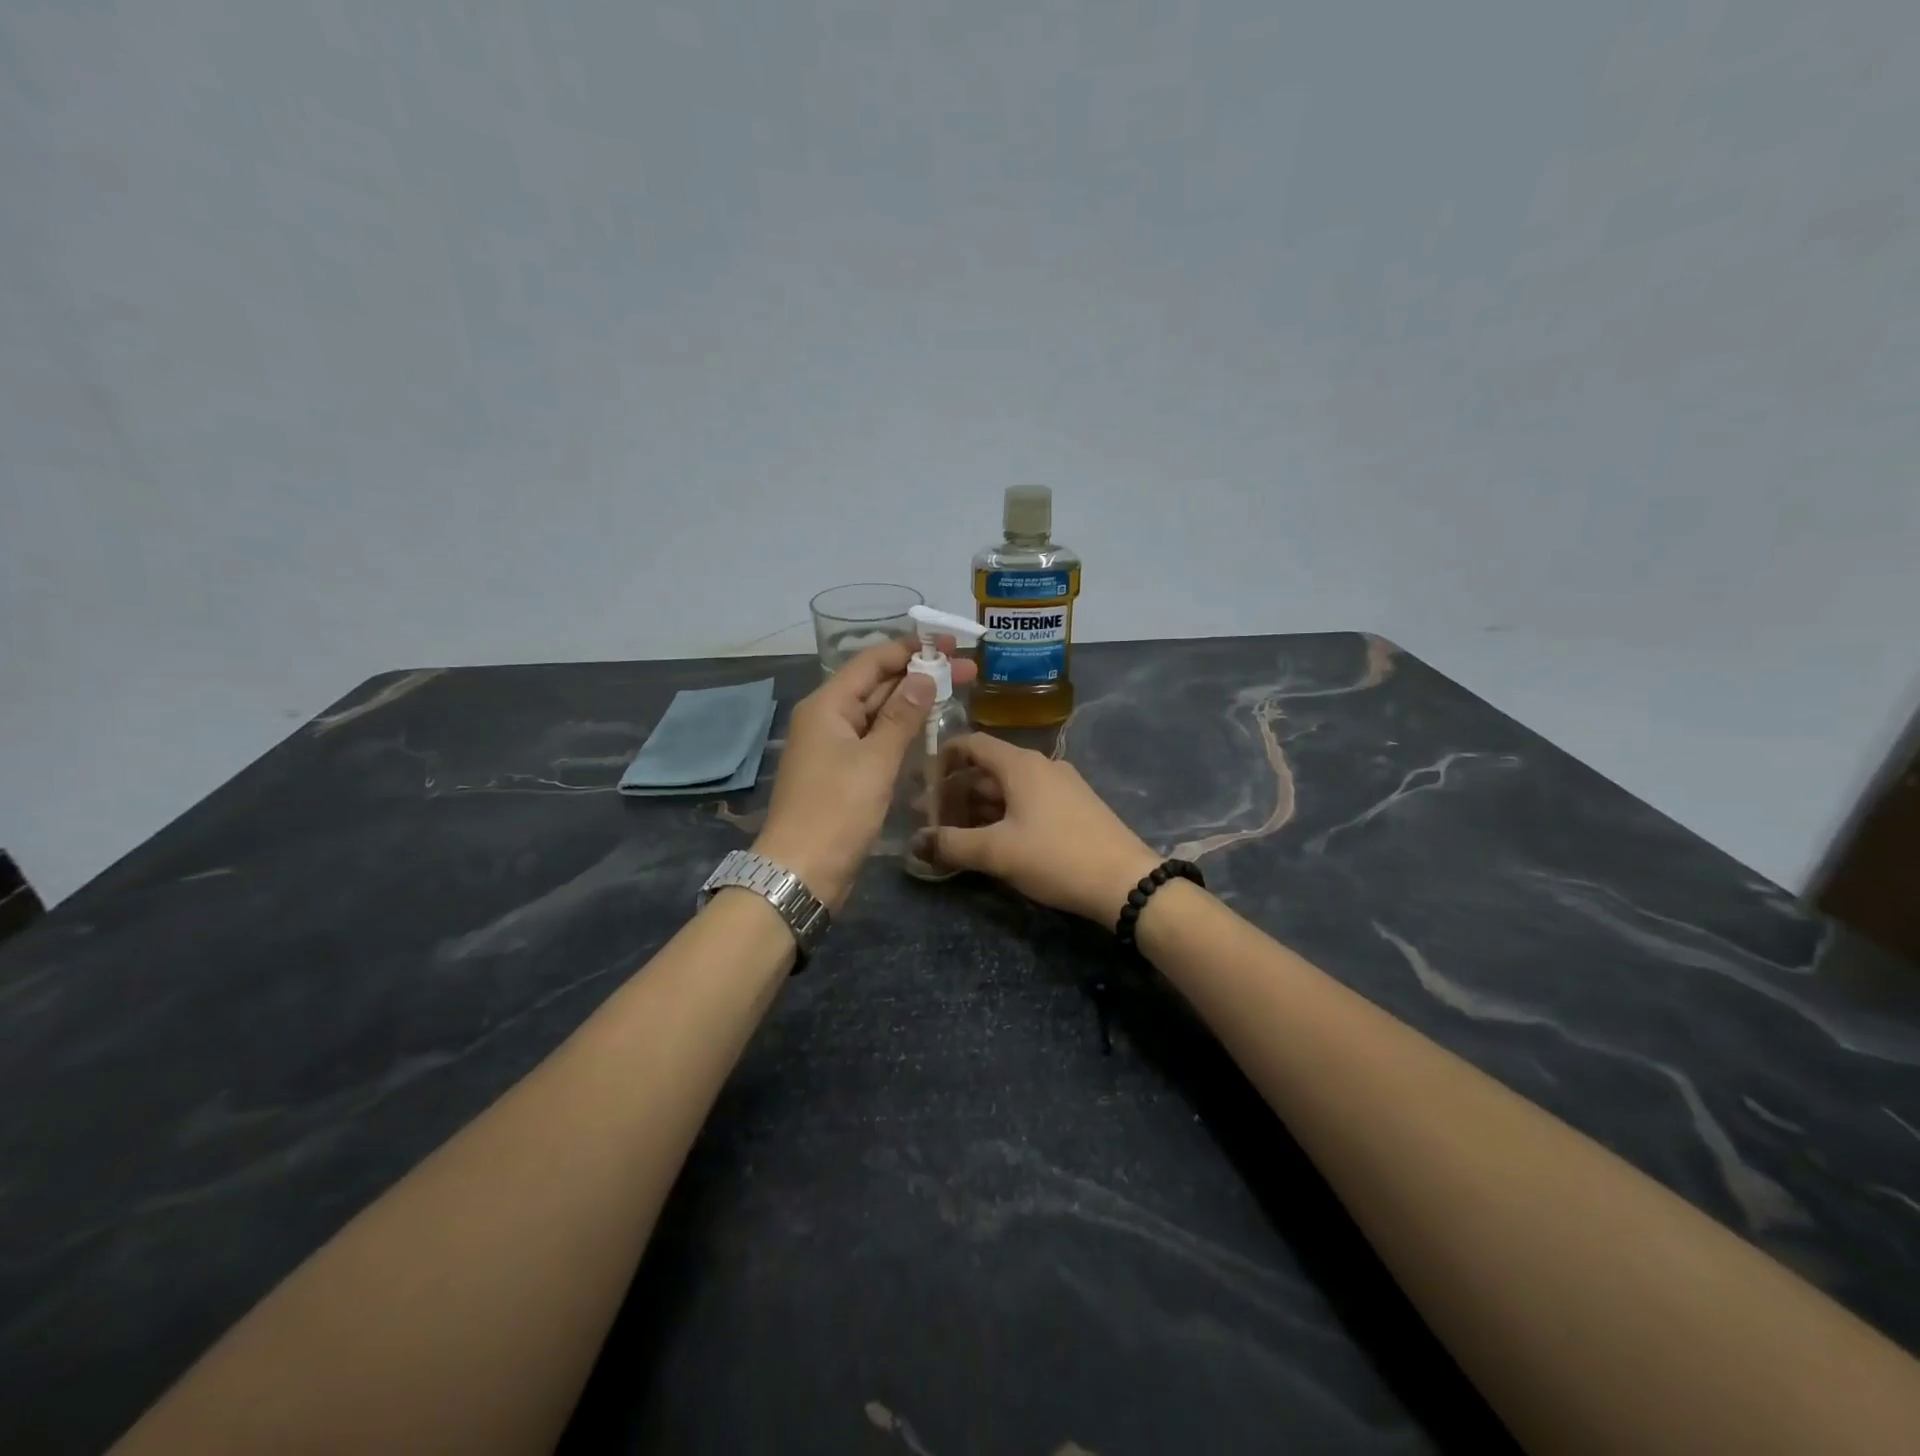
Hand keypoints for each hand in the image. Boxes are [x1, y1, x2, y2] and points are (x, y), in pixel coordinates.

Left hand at [753, 638, 975, 909]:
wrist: (802, 871)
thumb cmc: (837, 811)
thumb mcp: (875, 760)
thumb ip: (901, 716)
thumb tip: (924, 676)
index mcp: (827, 706)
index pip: (872, 662)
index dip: (912, 650)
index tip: (951, 645)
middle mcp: (827, 718)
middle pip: (876, 685)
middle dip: (920, 675)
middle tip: (968, 671)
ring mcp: (833, 746)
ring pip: (877, 713)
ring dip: (912, 703)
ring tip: (956, 693)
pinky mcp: (842, 772)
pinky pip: (874, 739)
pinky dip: (900, 731)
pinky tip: (928, 729)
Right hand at [912, 735, 1161, 923]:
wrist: (1125, 882)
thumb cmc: (1056, 856)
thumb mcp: (997, 852)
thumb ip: (951, 844)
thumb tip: (915, 843)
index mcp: (1021, 764)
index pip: (972, 743)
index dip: (942, 757)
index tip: (919, 779)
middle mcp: (1041, 766)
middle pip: (987, 768)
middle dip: (955, 790)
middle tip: (927, 817)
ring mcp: (1061, 787)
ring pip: (1007, 788)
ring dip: (977, 806)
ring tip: (952, 832)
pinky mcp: (1074, 808)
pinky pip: (1027, 802)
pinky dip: (1002, 814)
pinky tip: (990, 840)